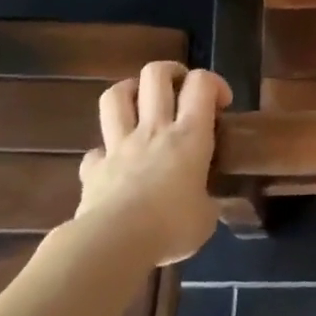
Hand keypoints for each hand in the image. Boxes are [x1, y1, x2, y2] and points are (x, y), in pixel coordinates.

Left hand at [76, 62, 230, 264]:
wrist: (114, 243)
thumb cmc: (171, 226)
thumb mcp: (205, 218)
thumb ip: (206, 202)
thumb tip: (204, 206)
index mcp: (189, 135)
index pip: (201, 83)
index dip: (214, 83)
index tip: (222, 103)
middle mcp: (154, 128)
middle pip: (155, 74)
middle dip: (170, 72)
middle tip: (180, 88)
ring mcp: (119, 145)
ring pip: (116, 96)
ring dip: (129, 92)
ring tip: (140, 104)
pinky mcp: (93, 168)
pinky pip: (95, 151)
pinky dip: (104, 153)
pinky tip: (113, 165)